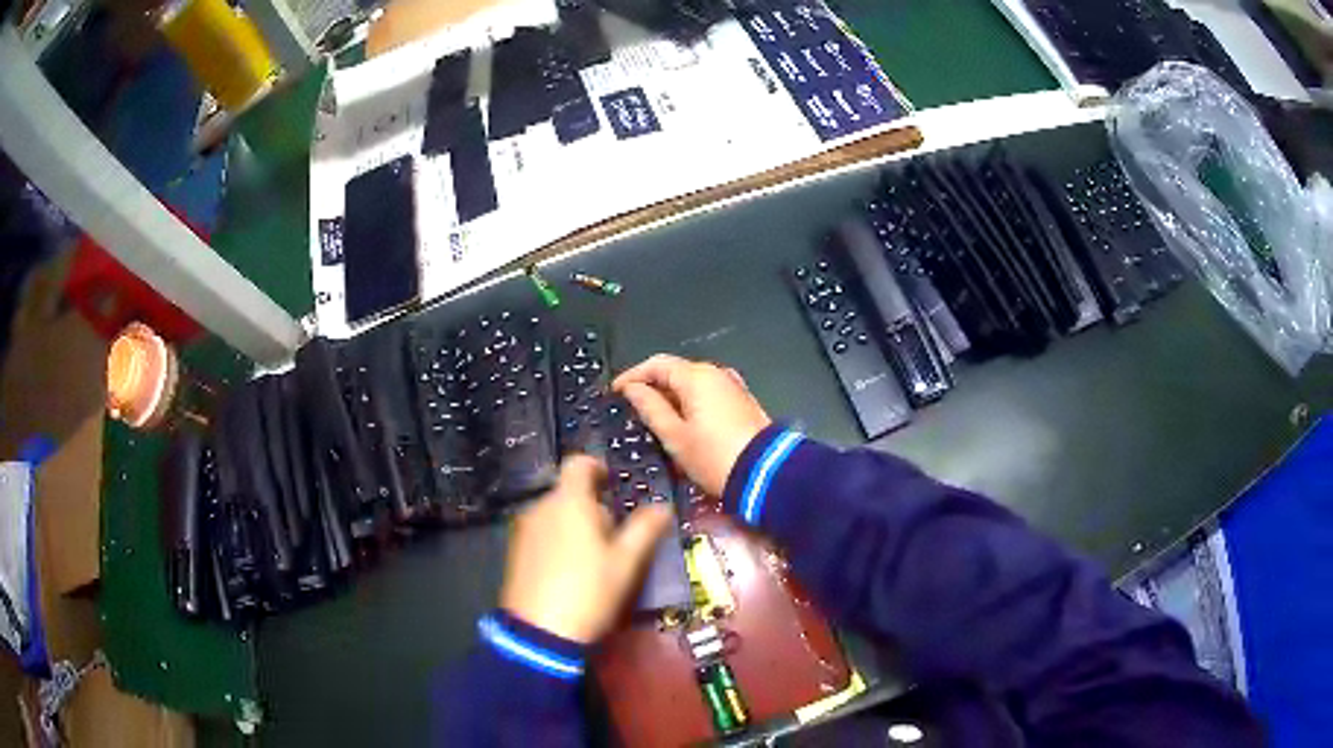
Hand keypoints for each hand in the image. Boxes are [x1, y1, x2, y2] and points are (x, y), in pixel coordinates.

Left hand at [500, 455, 672, 642]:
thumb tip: (662, 506)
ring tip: (594, 559)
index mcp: (569, 502)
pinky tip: (570, 571)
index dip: (597, 468)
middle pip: (569, 493)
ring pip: (555, 514)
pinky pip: (541, 533)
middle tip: (614, 537)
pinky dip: (557, 540)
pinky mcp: (514, 551)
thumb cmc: (589, 591)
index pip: (579, 464)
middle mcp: (540, 507)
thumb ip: (644, 529)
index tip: (613, 484)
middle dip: (593, 507)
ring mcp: (523, 529)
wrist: (539, 631)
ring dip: (575, 525)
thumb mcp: (626, 563)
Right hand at [613, 354, 771, 496]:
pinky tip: (684, 423)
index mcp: (696, 376)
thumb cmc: (714, 457)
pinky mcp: (743, 403)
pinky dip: (691, 403)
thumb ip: (650, 408)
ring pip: (693, 384)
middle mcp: (716, 374)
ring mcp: (733, 387)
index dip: (632, 375)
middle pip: (676, 371)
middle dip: (652, 386)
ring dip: (672, 396)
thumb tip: (633, 389)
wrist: (766, 474)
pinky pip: (708, 395)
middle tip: (632, 407)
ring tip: (655, 418)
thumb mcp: (675, 436)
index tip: (615, 391)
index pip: (656, 364)